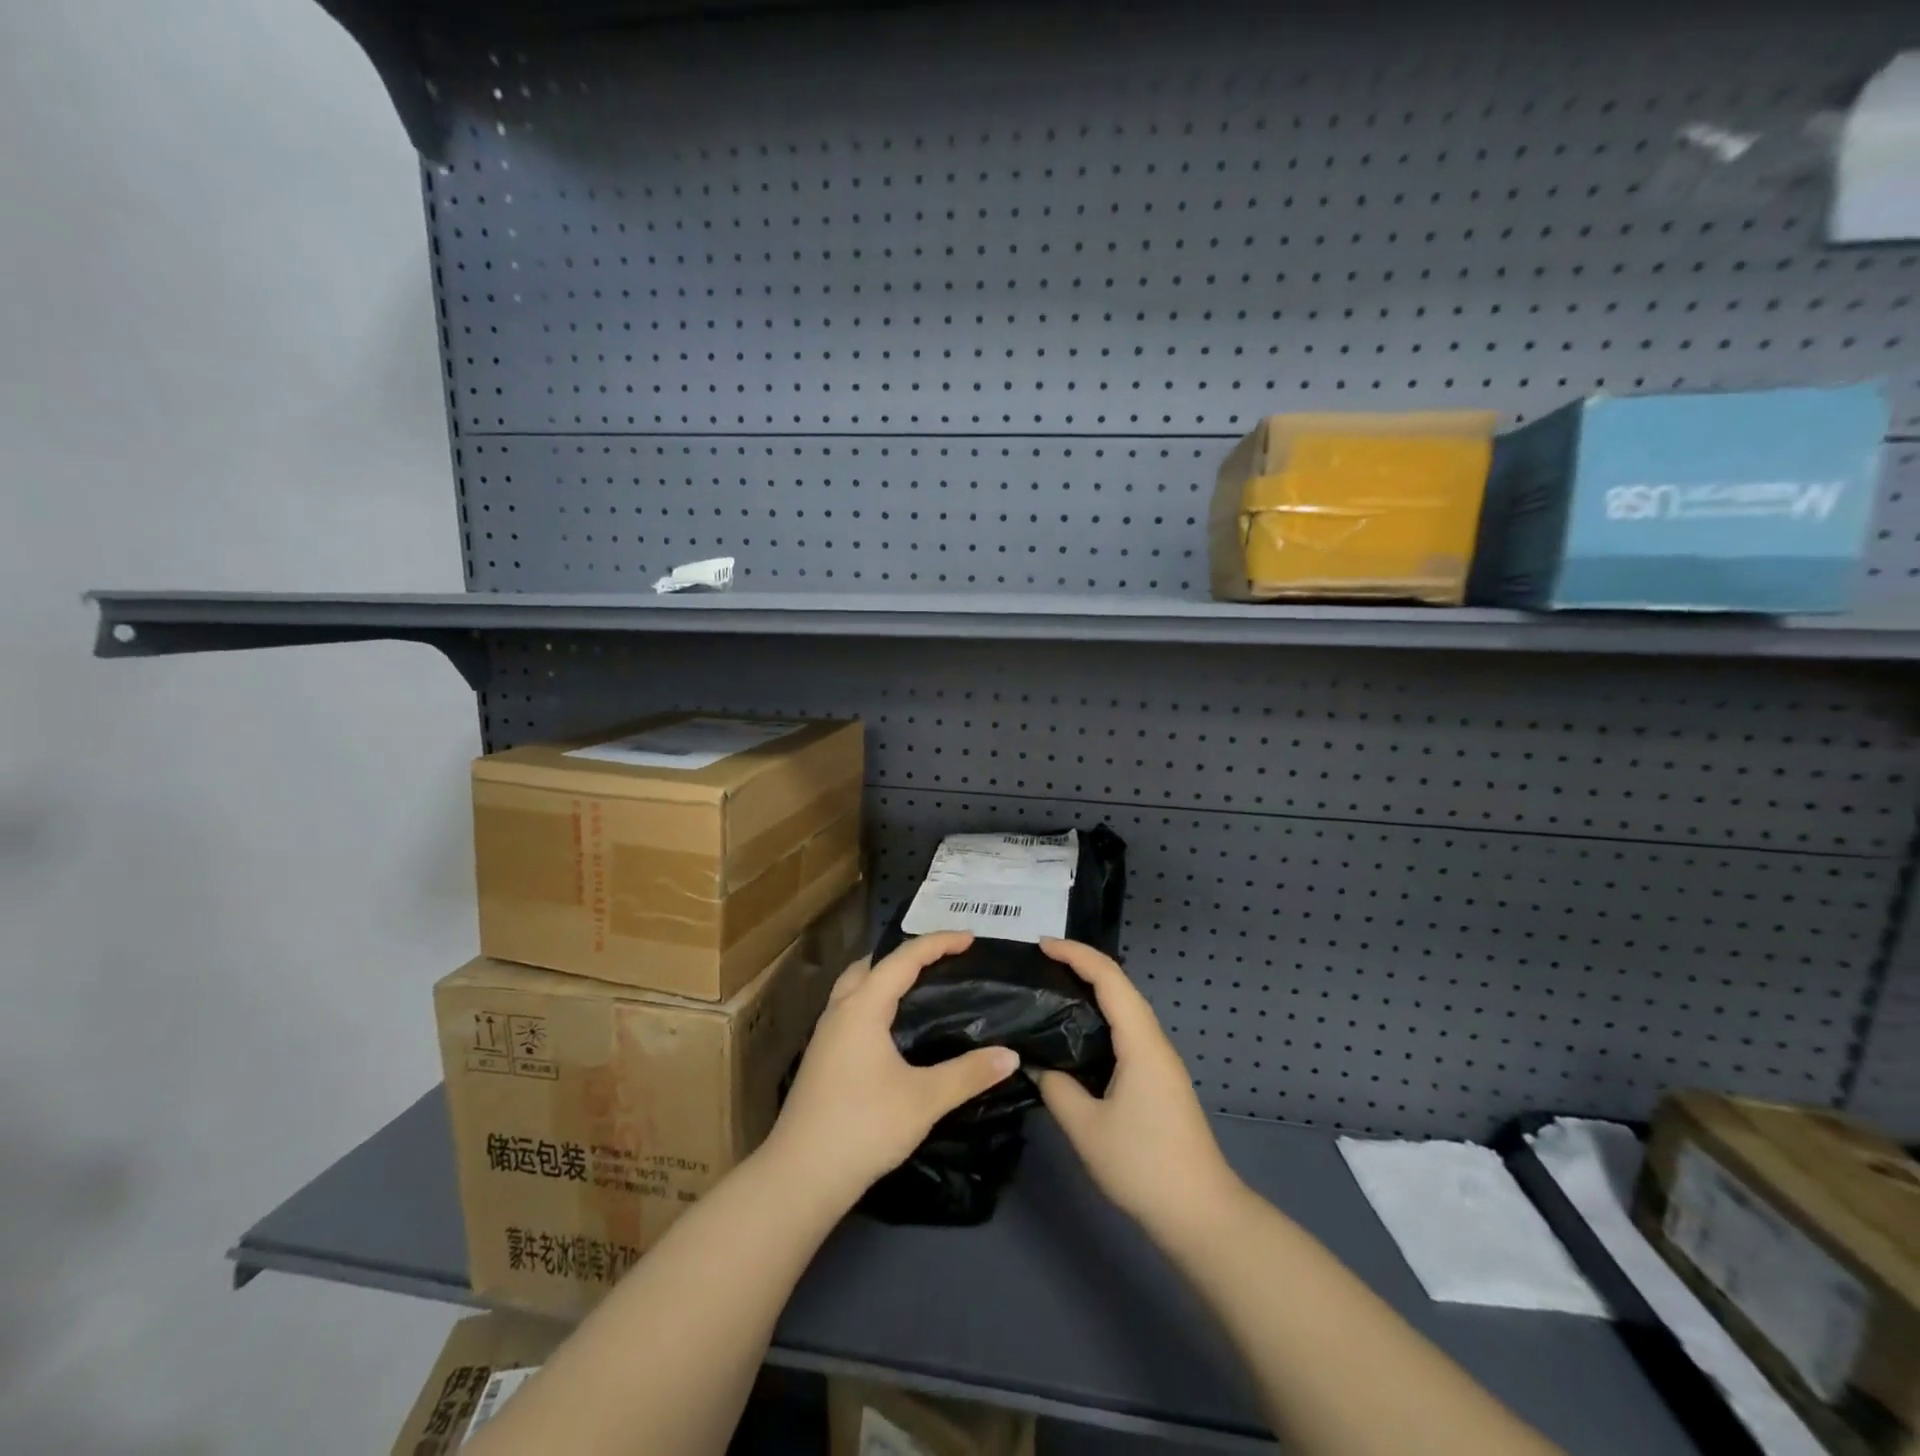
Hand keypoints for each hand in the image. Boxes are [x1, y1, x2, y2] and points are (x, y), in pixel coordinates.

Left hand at [762, 930, 1019, 1210]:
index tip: (970, 938)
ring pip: (855, 987)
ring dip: (884, 977)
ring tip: (918, 987)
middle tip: (941, 961)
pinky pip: (850, 1009)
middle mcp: (840, 1011)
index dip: (938, 943)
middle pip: (871, 965)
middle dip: (906, 955)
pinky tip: (892, 1028)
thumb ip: (968, 1074)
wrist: (800, 1177)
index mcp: (863, 1007)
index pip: (903, 959)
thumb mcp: (924, 1100)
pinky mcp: (821, 1058)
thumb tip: (1010, 1055)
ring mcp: (825, 1035)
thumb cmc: (863, 1127)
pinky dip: (874, 1000)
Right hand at [1035, 939, 1246, 1243]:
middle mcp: (1154, 1041)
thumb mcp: (1086, 1128)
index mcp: (1141, 1042)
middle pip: (1119, 986)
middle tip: (1039, 965)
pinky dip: (1100, 1018)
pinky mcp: (1159, 1080)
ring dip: (1092, 991)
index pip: (1109, 978)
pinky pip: (1127, 1031)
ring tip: (1051, 991)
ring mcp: (1160, 1061)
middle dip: (1081, 966)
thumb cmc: (1144, 1165)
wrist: (1201, 1215)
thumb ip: (1056, 1088)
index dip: (1076, 954)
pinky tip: (1076, 1035)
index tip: (1041, 945)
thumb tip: (1036, 1064)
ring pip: (1124, 1009)